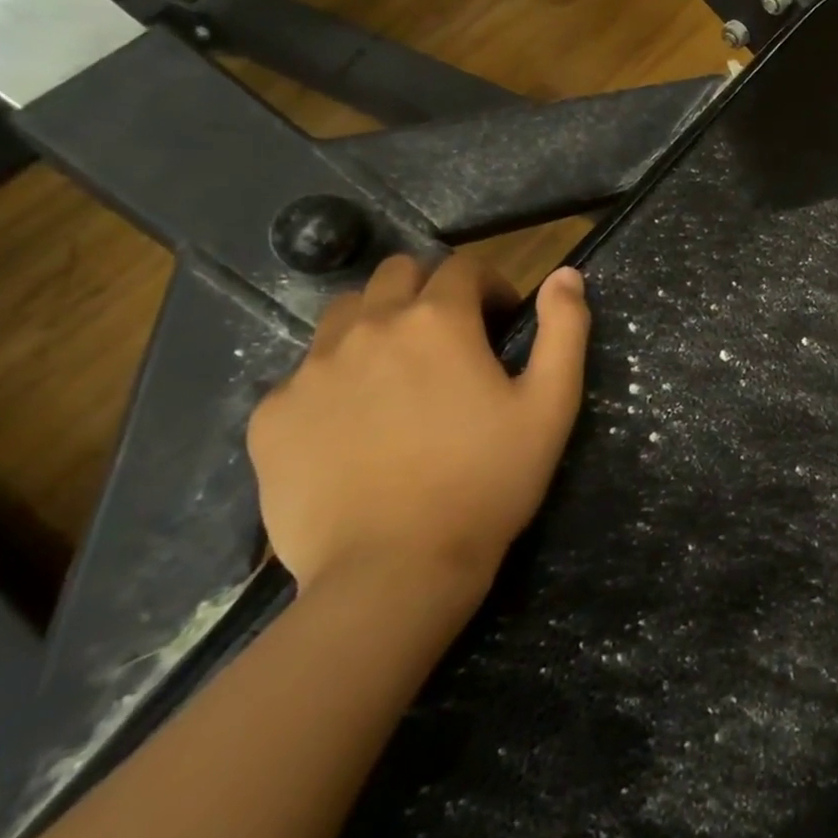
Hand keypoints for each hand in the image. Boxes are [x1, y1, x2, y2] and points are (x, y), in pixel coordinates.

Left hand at [248, 255, 589, 603]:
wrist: (395, 569)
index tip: (502, 322)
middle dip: (429, 292)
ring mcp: (310, 371)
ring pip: (343, 316)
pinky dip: (336, 381)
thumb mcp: (552, 403)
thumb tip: (566, 273)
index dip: (490, 286)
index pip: (462, 267)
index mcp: (437, 321)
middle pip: (395, 275)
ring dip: (378, 326)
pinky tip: (357, 428)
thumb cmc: (489, 480)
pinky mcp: (271, 416)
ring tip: (400, 377)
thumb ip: (564, 329)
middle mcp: (368, 329)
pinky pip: (304, 375)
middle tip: (451, 342)